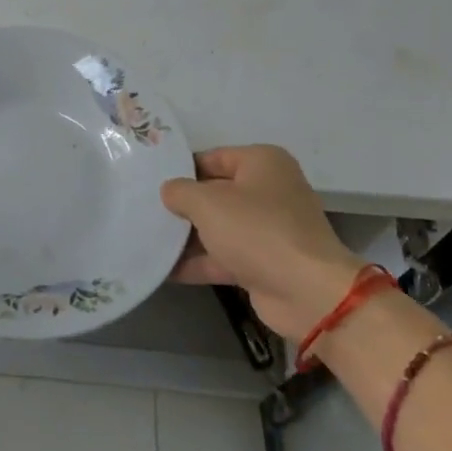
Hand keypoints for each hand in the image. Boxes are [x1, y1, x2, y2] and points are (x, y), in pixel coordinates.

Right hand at [161, 145, 366, 344]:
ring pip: (219, 227)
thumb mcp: (208, 202)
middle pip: (215, 193)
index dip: (181, 169)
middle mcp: (269, 191)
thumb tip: (169, 191)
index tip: (151, 181)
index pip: (212, 158)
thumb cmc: (256, 230)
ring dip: (187, 236)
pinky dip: (199, 262)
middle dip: (183, 205)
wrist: (306, 292)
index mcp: (262, 163)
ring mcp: (269, 229)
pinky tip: (164, 269)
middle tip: (145, 209)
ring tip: (147, 238)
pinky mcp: (265, 263)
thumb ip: (180, 191)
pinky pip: (224, 256)